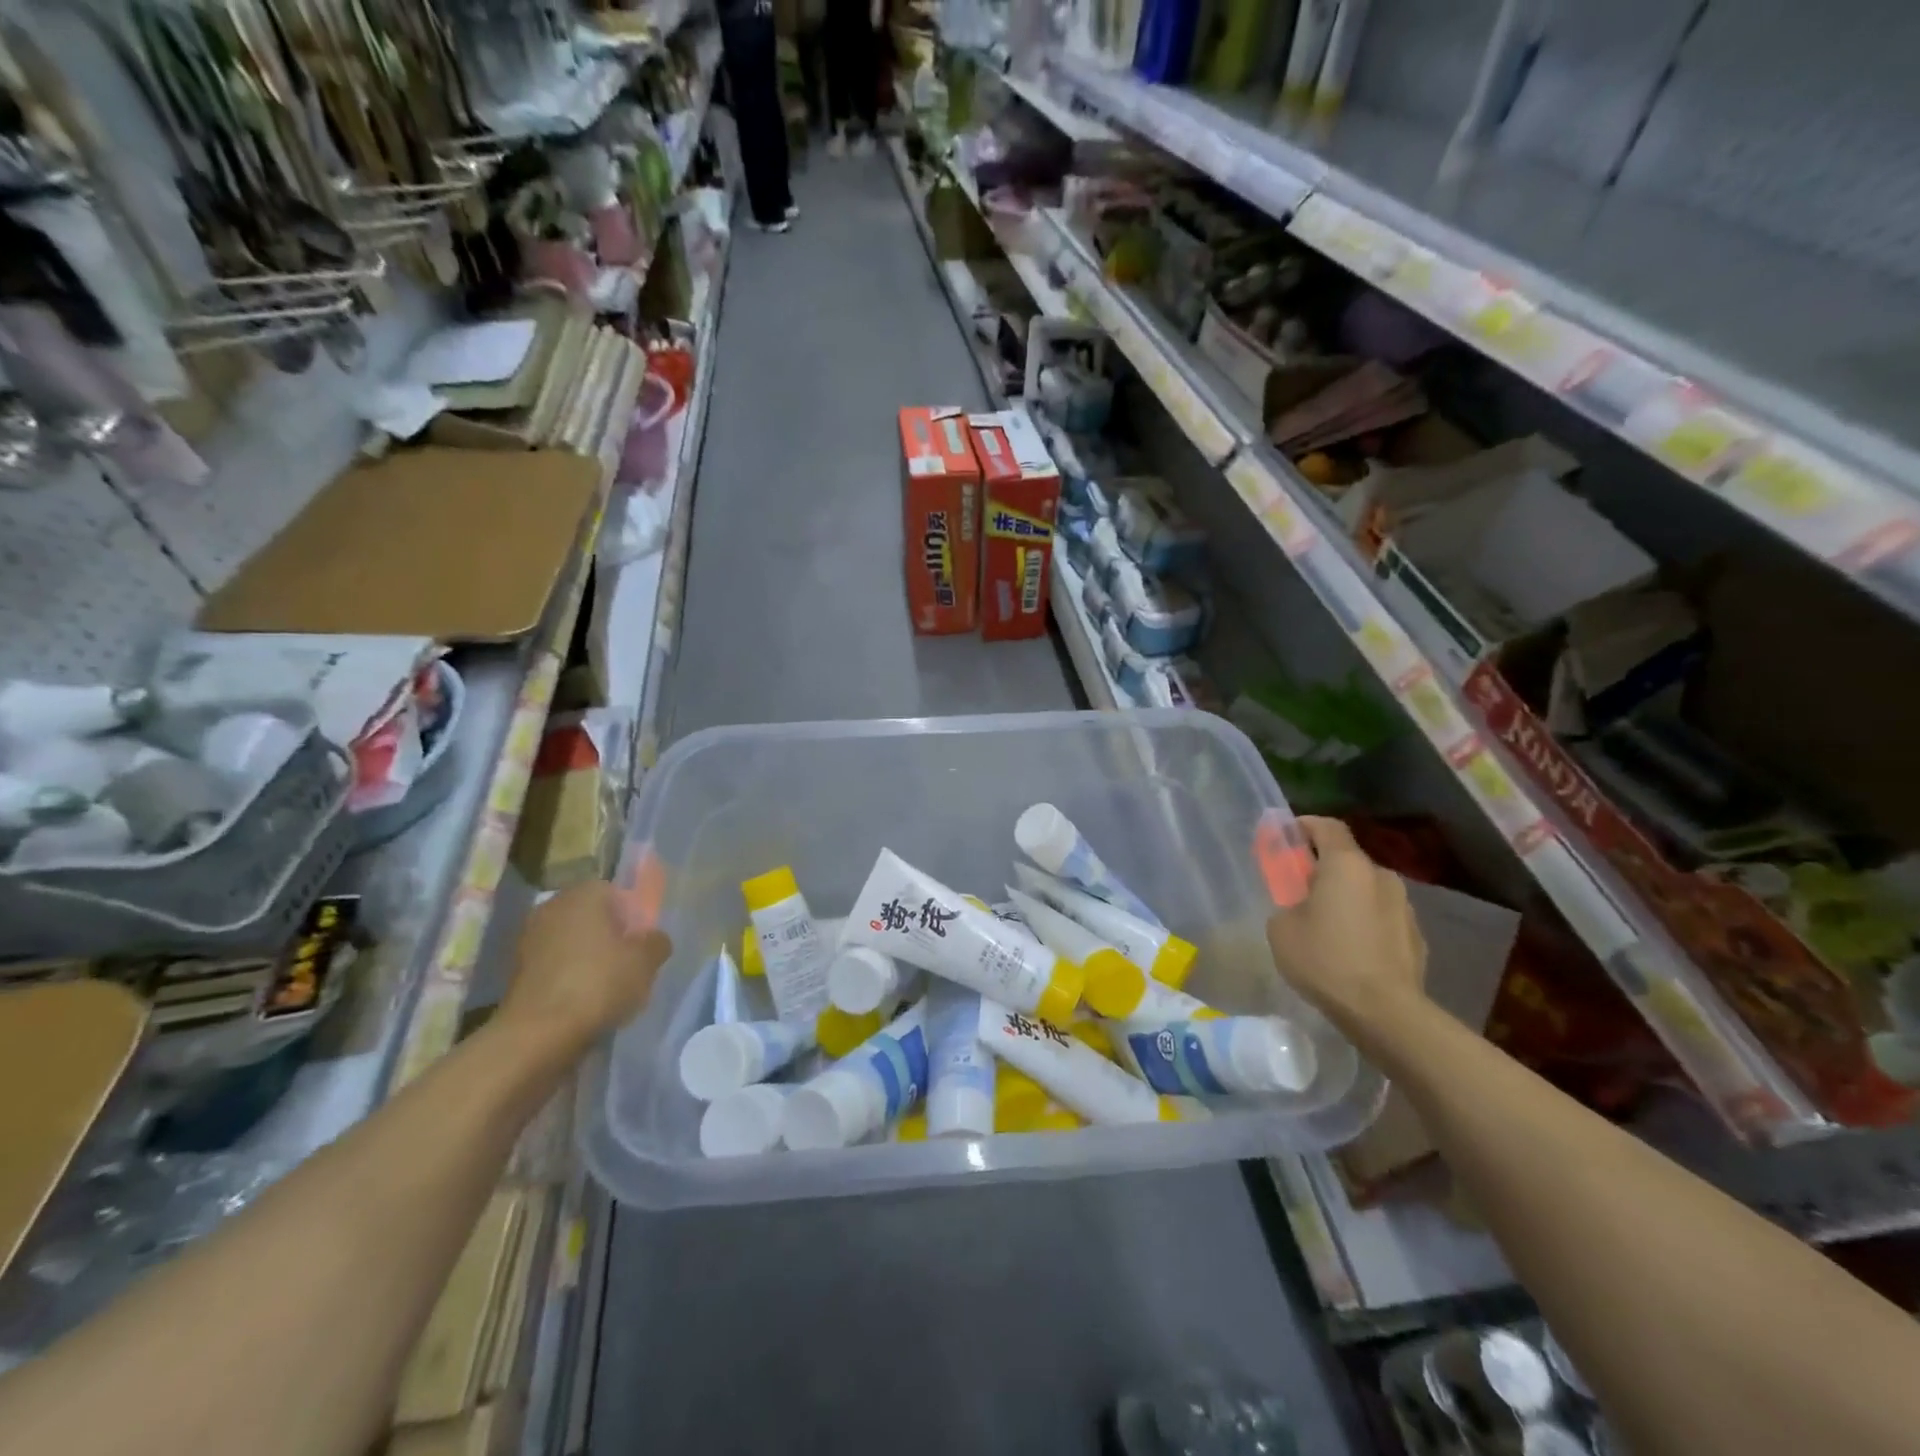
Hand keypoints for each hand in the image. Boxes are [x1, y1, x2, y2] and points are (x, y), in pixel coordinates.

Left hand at [499, 881, 670, 1055]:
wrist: (538, 1034)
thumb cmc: (599, 983)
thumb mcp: (647, 961)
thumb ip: (657, 942)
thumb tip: (653, 939)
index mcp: (583, 893)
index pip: (616, 892)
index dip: (633, 916)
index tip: (642, 942)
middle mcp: (552, 906)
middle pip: (592, 916)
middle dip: (610, 935)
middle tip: (629, 963)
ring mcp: (528, 938)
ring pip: (572, 941)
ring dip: (588, 957)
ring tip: (608, 987)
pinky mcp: (515, 971)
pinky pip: (555, 965)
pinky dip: (569, 976)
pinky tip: (583, 1000)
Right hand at [1266, 817, 1426, 1035]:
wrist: (1385, 1012)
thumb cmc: (1325, 959)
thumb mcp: (1282, 927)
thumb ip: (1288, 903)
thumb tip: (1302, 906)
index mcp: (1346, 865)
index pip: (1327, 826)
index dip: (1303, 826)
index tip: (1286, 838)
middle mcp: (1381, 876)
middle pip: (1347, 859)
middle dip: (1323, 868)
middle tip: (1300, 890)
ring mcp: (1404, 906)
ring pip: (1366, 890)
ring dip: (1346, 897)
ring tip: (1326, 926)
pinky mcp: (1416, 936)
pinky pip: (1381, 917)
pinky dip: (1364, 923)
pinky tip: (1351, 951)